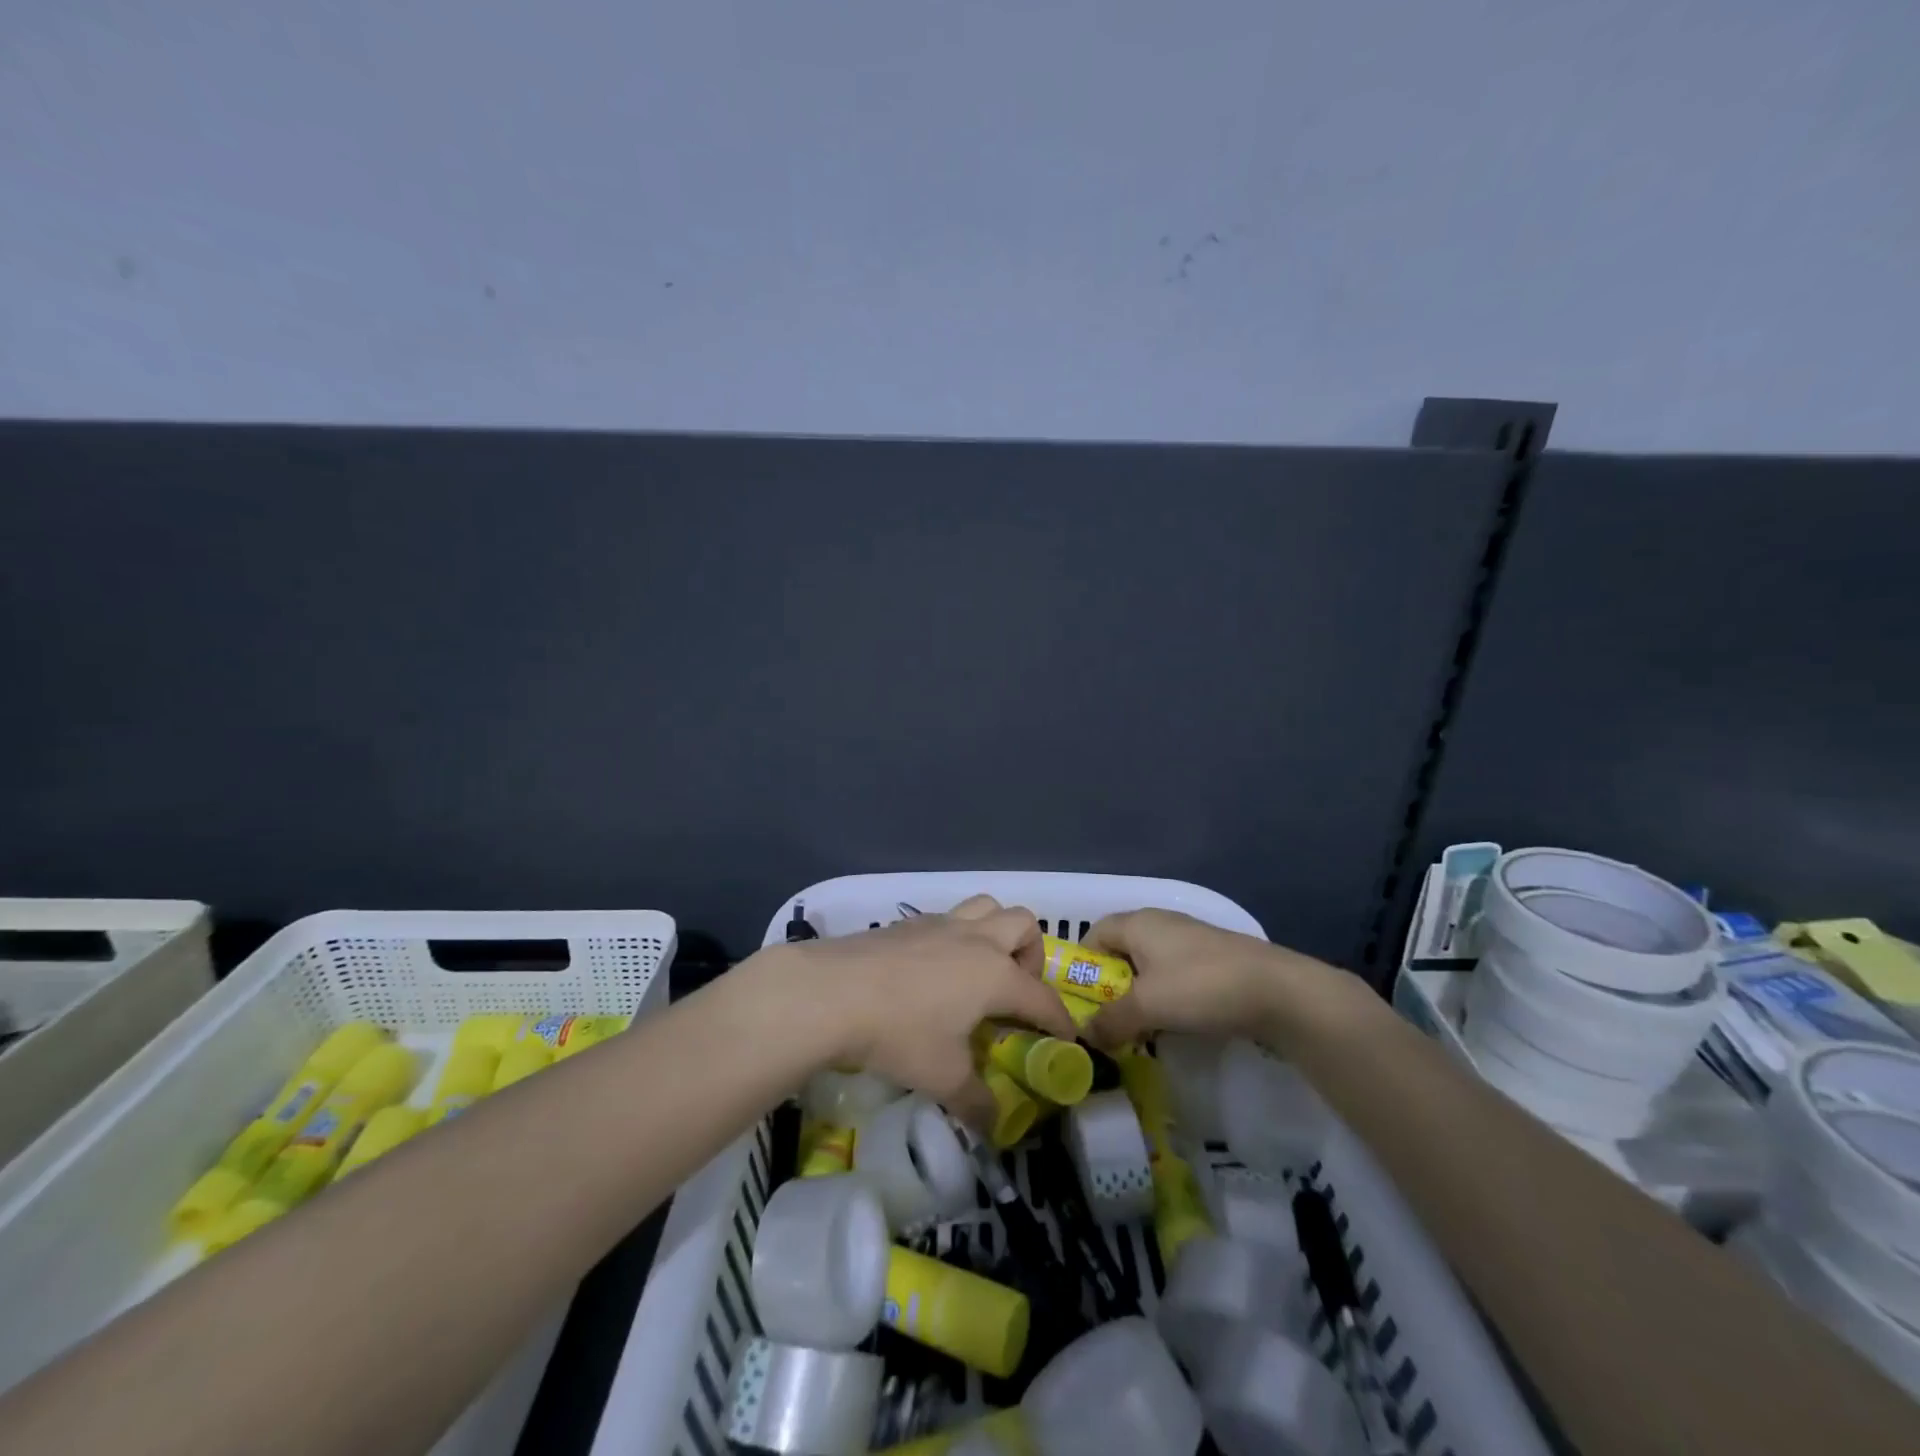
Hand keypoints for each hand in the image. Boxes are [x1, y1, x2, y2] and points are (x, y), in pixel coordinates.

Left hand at [791, 895, 1078, 1131]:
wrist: (831, 992)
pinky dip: (956, 938)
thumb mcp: (942, 1077)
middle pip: (1023, 924)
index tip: (1066, 1042)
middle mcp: (976, 940)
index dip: (1060, 1021)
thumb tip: (995, 1125)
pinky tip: (933, 971)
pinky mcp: (907, 923)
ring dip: (996, 932)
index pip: (1042, 997)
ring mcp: (940, 924)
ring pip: (985, 907)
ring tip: (981, 970)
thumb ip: (976, 1101)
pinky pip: (948, 919)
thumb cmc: (898, 1033)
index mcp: (996, 974)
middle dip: (1032, 955)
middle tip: (1016, 991)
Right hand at [1080, 909, 1359, 1052]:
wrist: (1278, 991)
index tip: (1080, 1002)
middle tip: (1106, 1021)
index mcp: (1138, 923)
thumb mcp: (1147, 1006)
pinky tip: (1174, 1022)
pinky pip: (1174, 974)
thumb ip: (1110, 1020)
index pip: (1093, 935)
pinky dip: (1165, 996)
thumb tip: (1084, 1035)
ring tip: (1138, 1028)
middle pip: (1120, 950)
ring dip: (1138, 994)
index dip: (1081, 966)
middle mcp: (1160, 923)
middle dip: (1109, 986)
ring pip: (1148, 965)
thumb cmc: (1201, 987)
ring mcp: (1189, 939)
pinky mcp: (1213, 959)